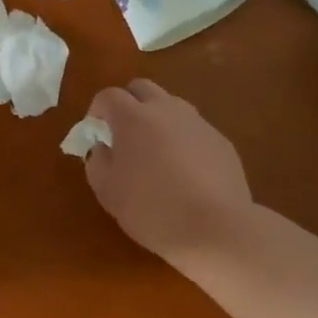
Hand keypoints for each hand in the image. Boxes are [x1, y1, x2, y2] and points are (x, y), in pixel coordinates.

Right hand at [83, 80, 255, 274]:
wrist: (215, 229)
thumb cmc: (151, 209)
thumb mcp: (107, 190)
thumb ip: (97, 161)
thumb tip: (103, 147)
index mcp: (133, 118)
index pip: (108, 95)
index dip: (97, 110)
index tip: (96, 133)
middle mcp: (166, 110)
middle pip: (141, 88)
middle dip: (127, 103)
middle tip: (123, 134)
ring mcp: (198, 123)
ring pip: (171, 106)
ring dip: (157, 119)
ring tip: (155, 153)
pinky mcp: (221, 141)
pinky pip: (194, 129)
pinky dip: (182, 140)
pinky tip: (184, 172)